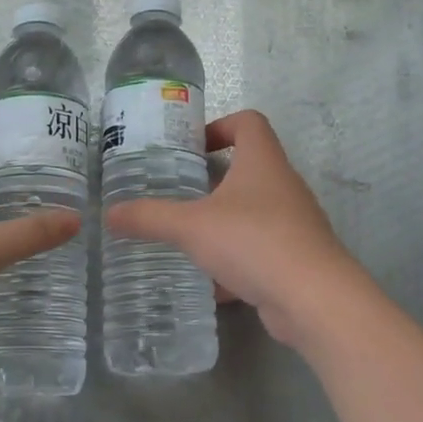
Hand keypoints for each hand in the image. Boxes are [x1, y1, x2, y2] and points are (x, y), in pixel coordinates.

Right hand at [106, 110, 361, 348]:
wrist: (314, 299)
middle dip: (214, 180)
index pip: (249, 122)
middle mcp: (283, 185)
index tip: (192, 147)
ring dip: (224, 221)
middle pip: (250, 167)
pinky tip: (213, 285)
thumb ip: (149, 218)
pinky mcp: (297, 257)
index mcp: (263, 162)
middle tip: (179, 192)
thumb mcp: (191, 227)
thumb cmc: (253, 241)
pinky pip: (262, 249)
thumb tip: (108, 213)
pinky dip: (237, 261)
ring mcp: (295, 222)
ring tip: (190, 237)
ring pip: (254, 212)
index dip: (221, 125)